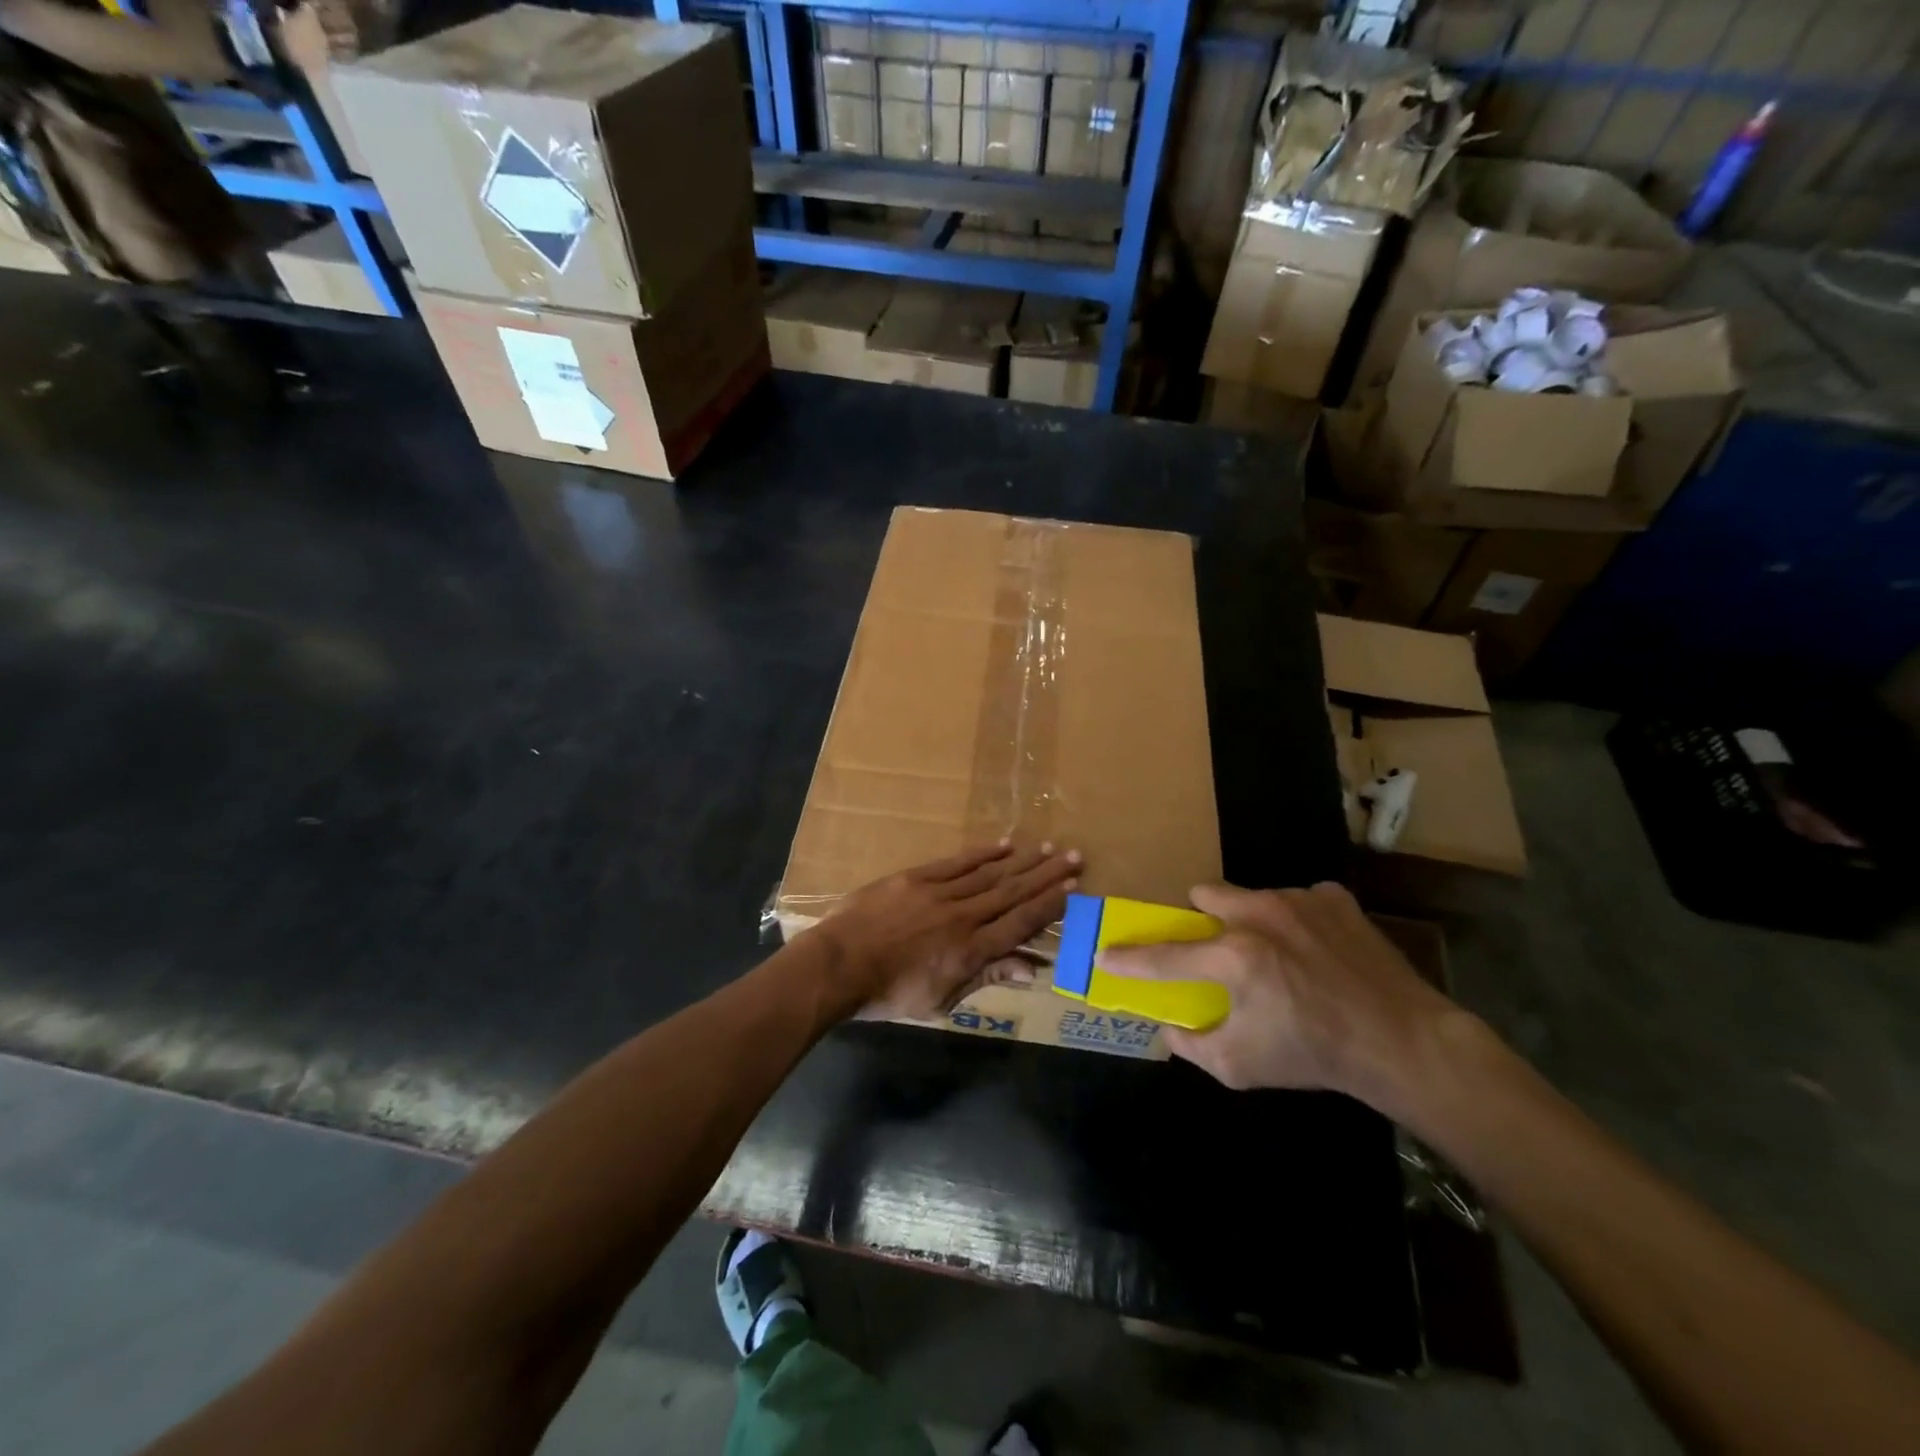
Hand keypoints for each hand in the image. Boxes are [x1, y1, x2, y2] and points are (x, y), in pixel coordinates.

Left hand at [811, 841, 1081, 1021]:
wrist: (838, 965)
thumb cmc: (888, 994)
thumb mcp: (940, 1001)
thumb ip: (985, 978)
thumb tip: (1029, 968)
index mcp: (971, 952)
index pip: (1020, 924)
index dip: (1049, 906)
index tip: (1074, 888)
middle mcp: (963, 917)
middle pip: (1012, 892)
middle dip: (1046, 875)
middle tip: (1074, 856)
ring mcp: (939, 894)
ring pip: (990, 874)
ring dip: (1022, 860)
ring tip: (1049, 846)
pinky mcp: (916, 878)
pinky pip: (957, 863)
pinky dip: (982, 853)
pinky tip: (1004, 844)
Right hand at [1101, 882, 1463, 1104]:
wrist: (1404, 1043)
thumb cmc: (1315, 1055)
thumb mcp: (1242, 1067)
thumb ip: (1193, 1045)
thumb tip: (1169, 1027)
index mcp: (1233, 957)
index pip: (1164, 956)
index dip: (1129, 958)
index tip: (1106, 955)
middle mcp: (1260, 915)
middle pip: (1204, 895)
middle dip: (1203, 921)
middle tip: (1219, 952)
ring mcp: (1300, 900)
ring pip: (1252, 895)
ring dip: (1251, 920)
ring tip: (1279, 955)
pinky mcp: (1334, 898)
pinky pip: (1299, 899)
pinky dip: (1298, 921)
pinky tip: (1317, 951)